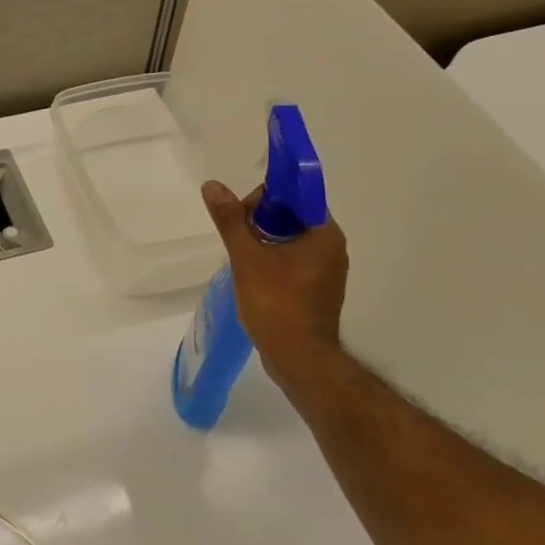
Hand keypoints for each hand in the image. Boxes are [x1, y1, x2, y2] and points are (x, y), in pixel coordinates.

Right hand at [201, 181, 349, 371]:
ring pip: (290, 241)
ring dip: (263, 244)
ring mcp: (328, 271)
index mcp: (324, 233)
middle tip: (238, 243)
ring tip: (242, 262)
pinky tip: (254, 278)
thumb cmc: (276, 304)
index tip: (242, 216)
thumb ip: (230, 220)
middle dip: (260, 223)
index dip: (265, 198)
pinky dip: (272, 263)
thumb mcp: (247, 257)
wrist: (298, 358)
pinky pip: (293, 263)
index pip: (296, 196)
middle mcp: (332, 247)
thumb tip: (212, 185)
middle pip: (291, 217)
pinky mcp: (318, 290)